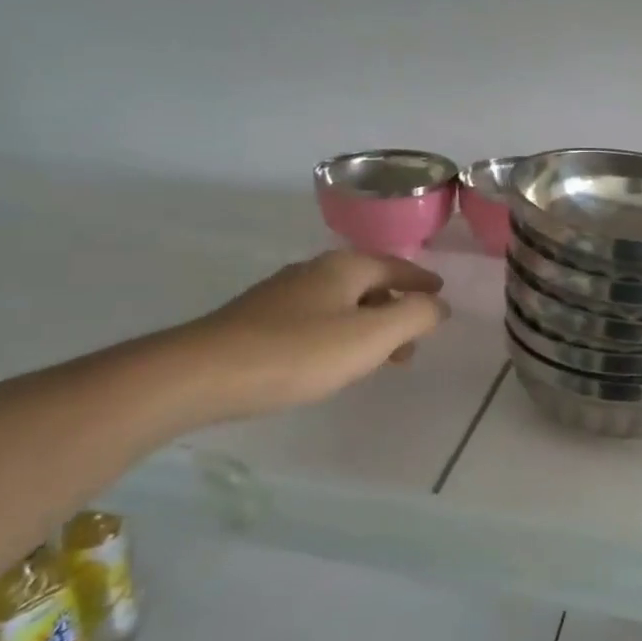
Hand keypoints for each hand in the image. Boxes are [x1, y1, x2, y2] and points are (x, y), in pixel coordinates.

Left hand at [183, 251, 449, 419]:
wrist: (201, 374)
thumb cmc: (297, 353)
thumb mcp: (370, 337)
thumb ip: (413, 317)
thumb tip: (438, 305)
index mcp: (344, 267)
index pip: (395, 266)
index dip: (420, 282)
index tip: (440, 295)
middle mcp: (314, 271)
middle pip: (368, 284)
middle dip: (396, 308)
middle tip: (413, 341)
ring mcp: (282, 294)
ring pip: (341, 303)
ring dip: (368, 325)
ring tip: (379, 358)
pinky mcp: (259, 320)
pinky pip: (317, 319)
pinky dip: (339, 333)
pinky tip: (332, 359)